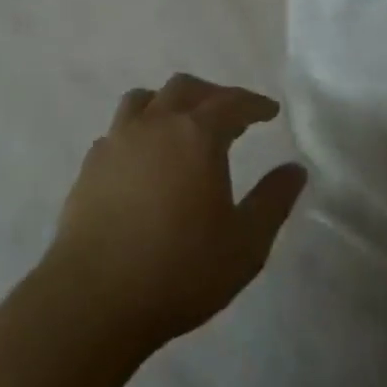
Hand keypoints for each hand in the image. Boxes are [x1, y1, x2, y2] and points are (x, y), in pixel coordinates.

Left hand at [42, 73, 306, 351]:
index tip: (269, 111)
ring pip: (145, 99)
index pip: (232, 102)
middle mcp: (156, 123)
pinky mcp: (91, 164)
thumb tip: (295, 169)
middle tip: (229, 114)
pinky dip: (138, 131)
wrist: (93, 299)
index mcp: (197, 134)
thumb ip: (273, 201)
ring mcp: (118, 140)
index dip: (254, 104)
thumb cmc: (179, 270)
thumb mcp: (245, 244)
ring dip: (169, 103)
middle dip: (212, 95)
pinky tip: (143, 159)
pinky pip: (119, 130)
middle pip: (185, 88)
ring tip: (180, 124)